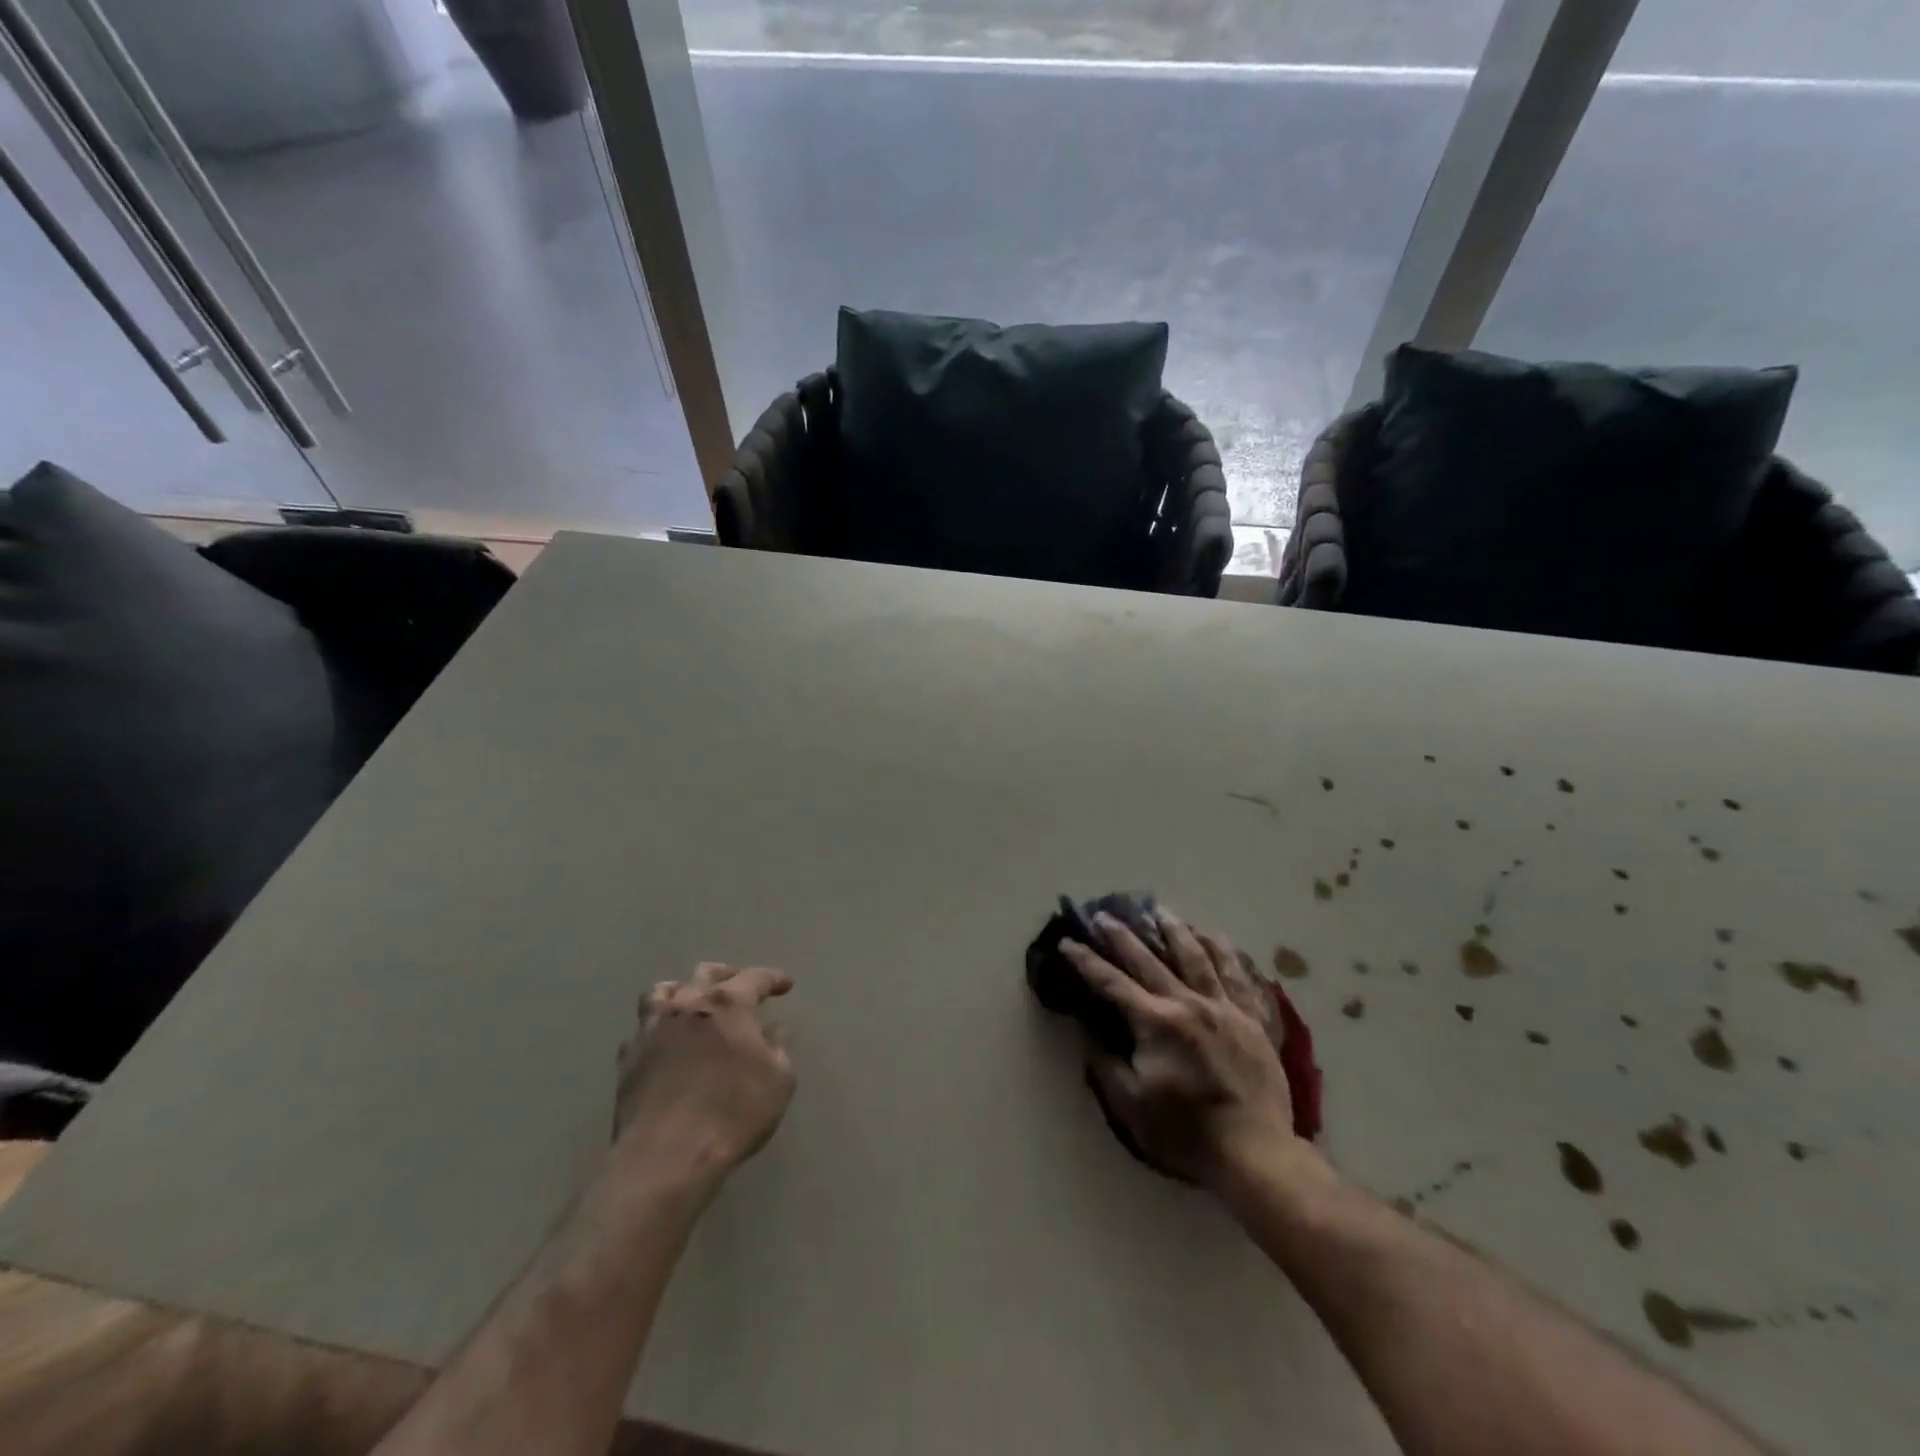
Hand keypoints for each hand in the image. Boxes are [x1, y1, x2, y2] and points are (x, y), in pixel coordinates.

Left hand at [613, 963, 794, 1175]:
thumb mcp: (779, 1081)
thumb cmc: (732, 1113)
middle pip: (705, 973)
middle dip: (727, 976)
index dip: (772, 979)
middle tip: (739, 988)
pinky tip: (665, 1043)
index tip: (785, 985)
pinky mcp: (628, 1058)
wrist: (666, 1156)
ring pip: (662, 992)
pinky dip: (657, 1028)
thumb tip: (776, 1029)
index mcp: (727, 1004)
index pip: (754, 978)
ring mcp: (651, 1029)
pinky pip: (642, 1029)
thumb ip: (780, 1048)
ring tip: (692, 1004)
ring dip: (682, 992)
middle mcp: (687, 1005)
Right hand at [1063, 912, 1298, 1186]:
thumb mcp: (1130, 1106)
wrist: (1256, 1154)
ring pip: (1197, 957)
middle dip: (1122, 936)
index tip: (1067, 942)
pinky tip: (1216, 937)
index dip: (1086, 962)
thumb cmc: (1186, 1133)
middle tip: (1104, 914)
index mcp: (1156, 1023)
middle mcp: (1189, 1004)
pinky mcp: (1253, 1020)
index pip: (1112, 983)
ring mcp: (1225, 1008)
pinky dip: (1225, 953)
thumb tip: (1088, 1033)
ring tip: (1161, 910)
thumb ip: (1105, 1064)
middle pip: (1149, 960)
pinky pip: (1238, 977)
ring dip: (1175, 930)